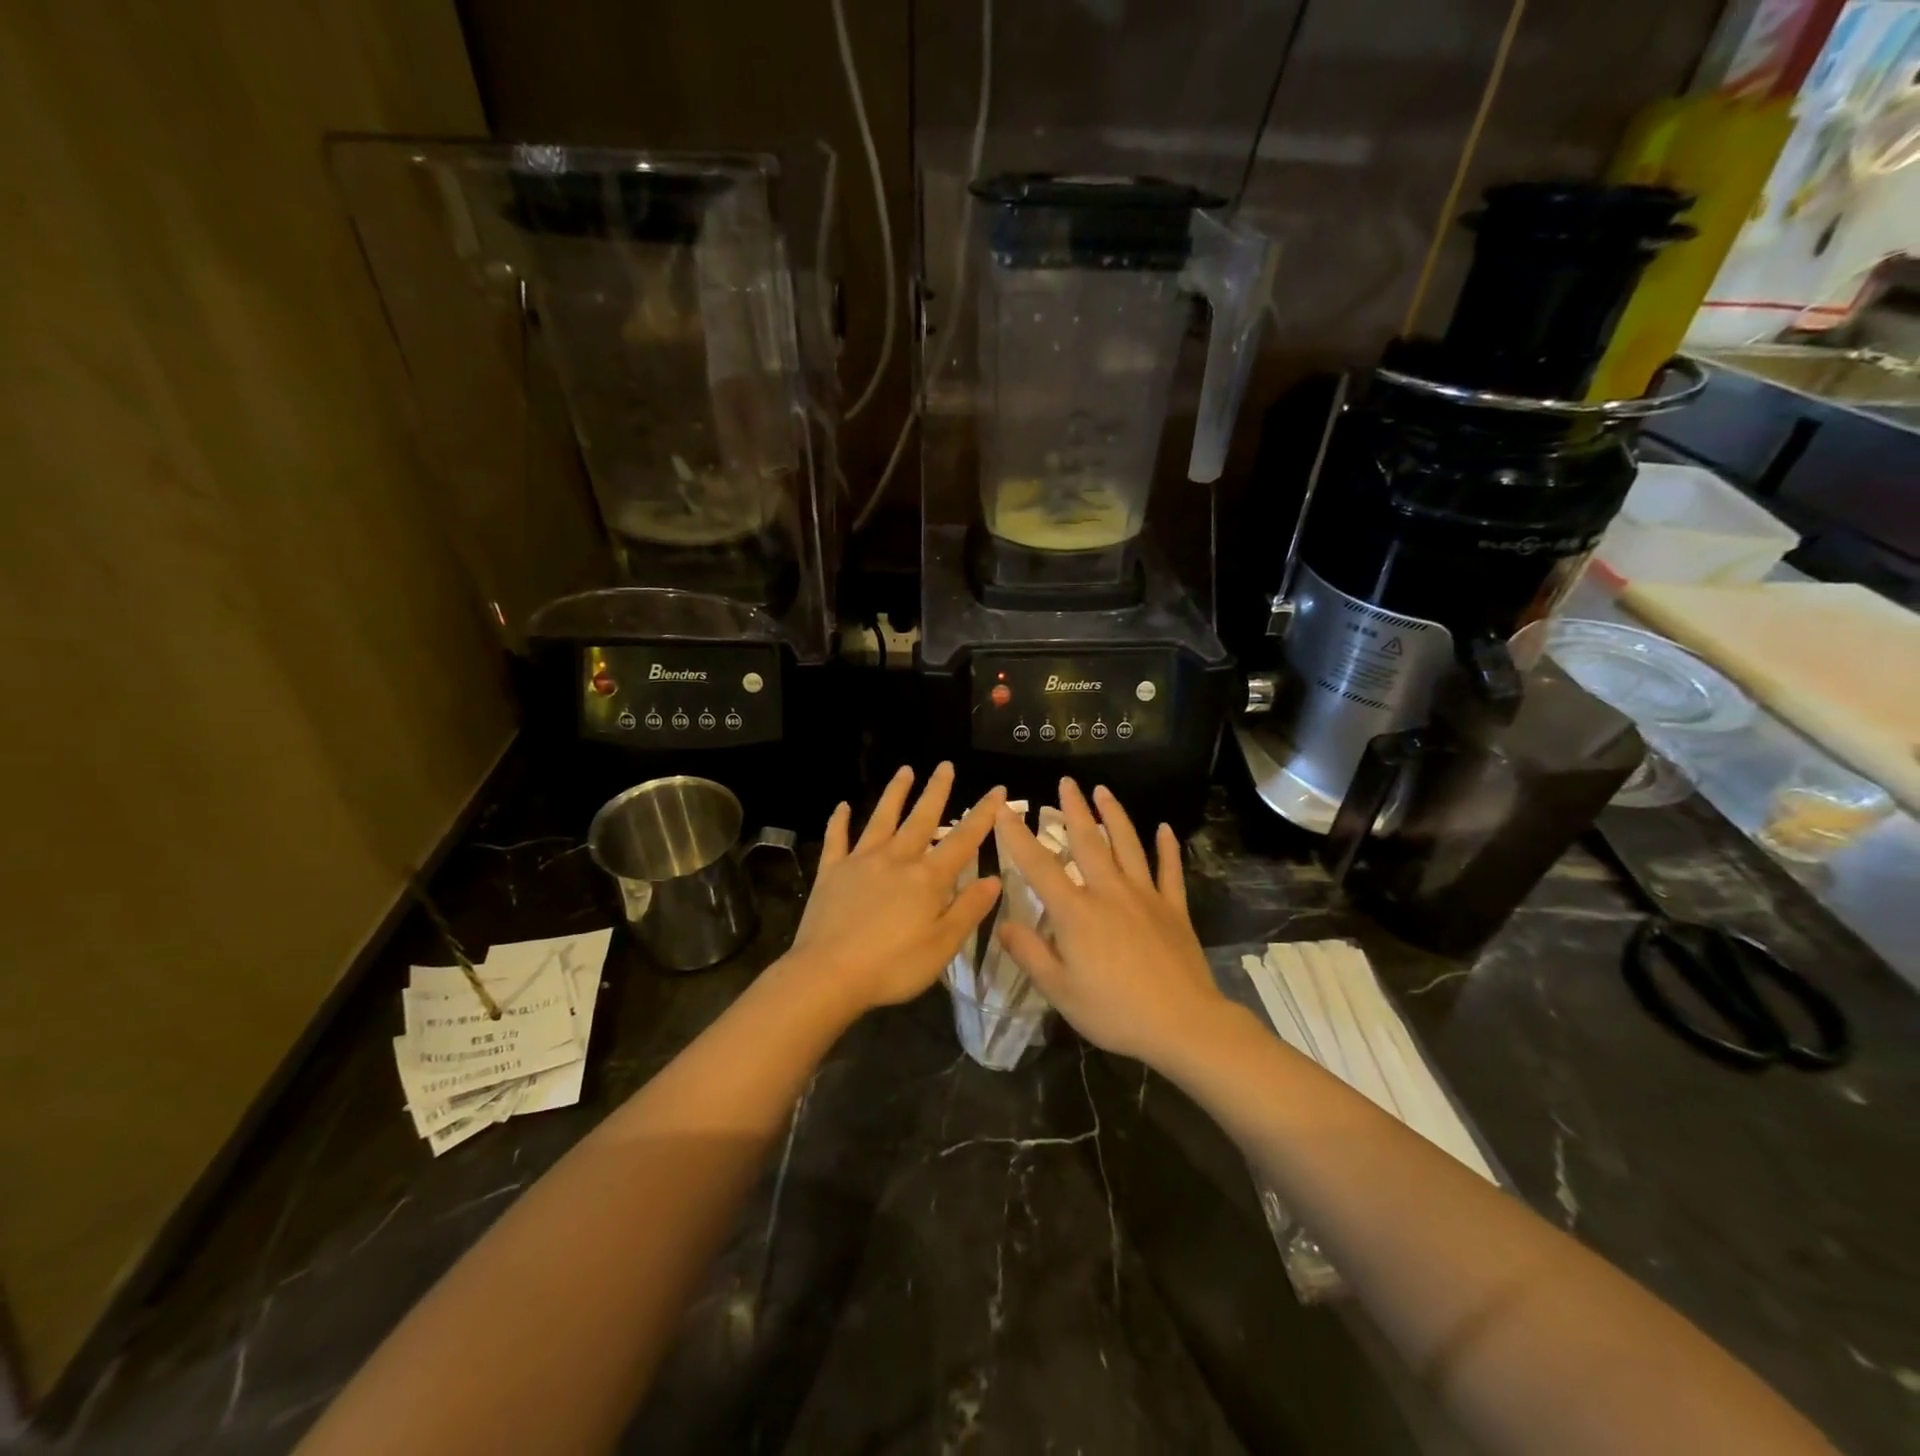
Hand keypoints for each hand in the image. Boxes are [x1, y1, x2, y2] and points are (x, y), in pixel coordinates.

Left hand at [785, 764, 1004, 1012]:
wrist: (828, 974)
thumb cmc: (893, 966)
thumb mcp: (943, 945)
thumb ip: (969, 909)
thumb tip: (994, 878)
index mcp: (928, 878)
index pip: (963, 840)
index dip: (982, 815)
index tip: (996, 790)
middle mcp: (896, 859)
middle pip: (921, 819)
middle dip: (937, 791)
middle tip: (946, 765)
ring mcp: (861, 862)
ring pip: (881, 819)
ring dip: (895, 794)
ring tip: (905, 770)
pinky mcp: (832, 872)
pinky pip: (837, 840)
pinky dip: (839, 821)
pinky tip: (842, 806)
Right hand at [993, 779, 1226, 1065]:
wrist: (1183, 1024)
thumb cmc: (1114, 1011)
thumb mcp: (1059, 991)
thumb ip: (1029, 953)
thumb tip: (1003, 923)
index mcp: (1076, 912)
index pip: (1039, 866)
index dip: (1018, 836)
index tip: (1005, 809)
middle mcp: (1109, 892)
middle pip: (1088, 841)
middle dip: (1074, 809)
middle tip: (1066, 781)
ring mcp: (1145, 896)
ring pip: (1127, 845)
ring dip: (1114, 815)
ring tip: (1103, 790)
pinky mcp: (1173, 908)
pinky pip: (1170, 871)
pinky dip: (1167, 848)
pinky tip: (1165, 829)